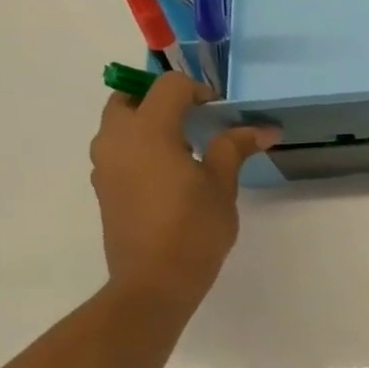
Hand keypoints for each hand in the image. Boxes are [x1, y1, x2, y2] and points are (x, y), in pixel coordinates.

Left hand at [89, 74, 279, 309]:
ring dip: (148, 122)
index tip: (221, 110)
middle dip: (162, 100)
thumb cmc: (194, 229)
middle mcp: (117, 138)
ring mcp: (104, 163)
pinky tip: (170, 173)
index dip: (198, 90)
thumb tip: (264, 128)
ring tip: (185, 146)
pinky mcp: (104, 186)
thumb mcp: (221, 185)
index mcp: (147, 130)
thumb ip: (235, 148)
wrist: (155, 280)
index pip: (168, 86)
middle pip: (131, 97)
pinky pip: (118, 149)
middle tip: (195, 119)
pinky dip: (140, 147)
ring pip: (120, 123)